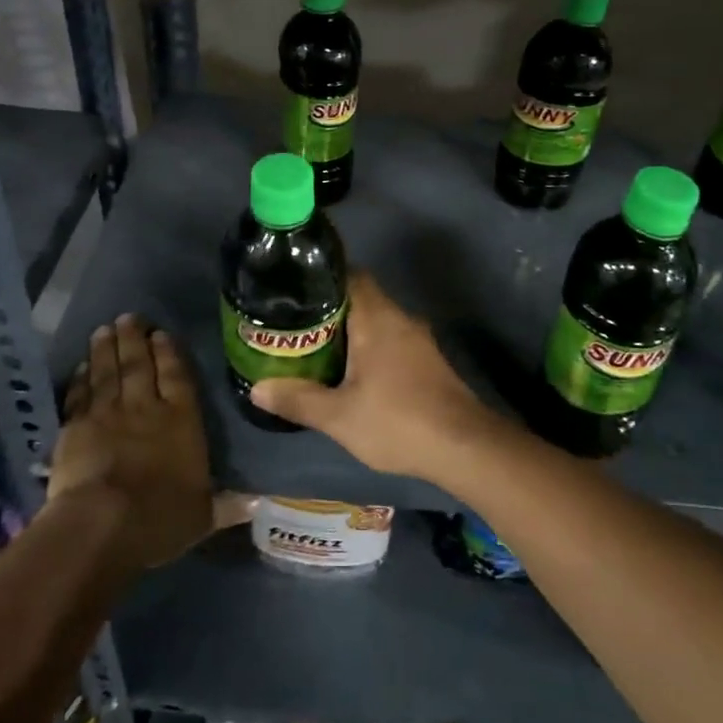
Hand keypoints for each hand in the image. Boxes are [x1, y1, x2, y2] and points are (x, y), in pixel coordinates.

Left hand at [48, 315, 213, 568]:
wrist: (103, 524)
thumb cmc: (160, 518)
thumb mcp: (202, 516)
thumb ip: (226, 504)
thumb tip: (258, 501)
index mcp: (181, 420)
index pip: (177, 376)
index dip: (169, 353)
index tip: (161, 333)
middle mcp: (146, 407)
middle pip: (140, 364)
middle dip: (135, 339)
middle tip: (128, 317)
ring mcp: (108, 413)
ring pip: (108, 372)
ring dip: (106, 349)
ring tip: (104, 329)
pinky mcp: (76, 427)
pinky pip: (80, 395)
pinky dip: (81, 378)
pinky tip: (80, 365)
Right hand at [248, 272, 502, 482]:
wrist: (465, 447)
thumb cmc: (398, 421)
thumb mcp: (339, 417)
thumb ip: (298, 400)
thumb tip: (257, 389)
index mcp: (377, 317)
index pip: (349, 276)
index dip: (321, 279)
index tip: (294, 291)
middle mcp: (399, 318)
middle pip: (360, 297)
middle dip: (329, 309)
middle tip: (296, 325)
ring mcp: (418, 339)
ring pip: (377, 320)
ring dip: (350, 331)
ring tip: (317, 348)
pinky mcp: (428, 360)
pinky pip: (391, 339)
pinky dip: (370, 347)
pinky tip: (353, 372)